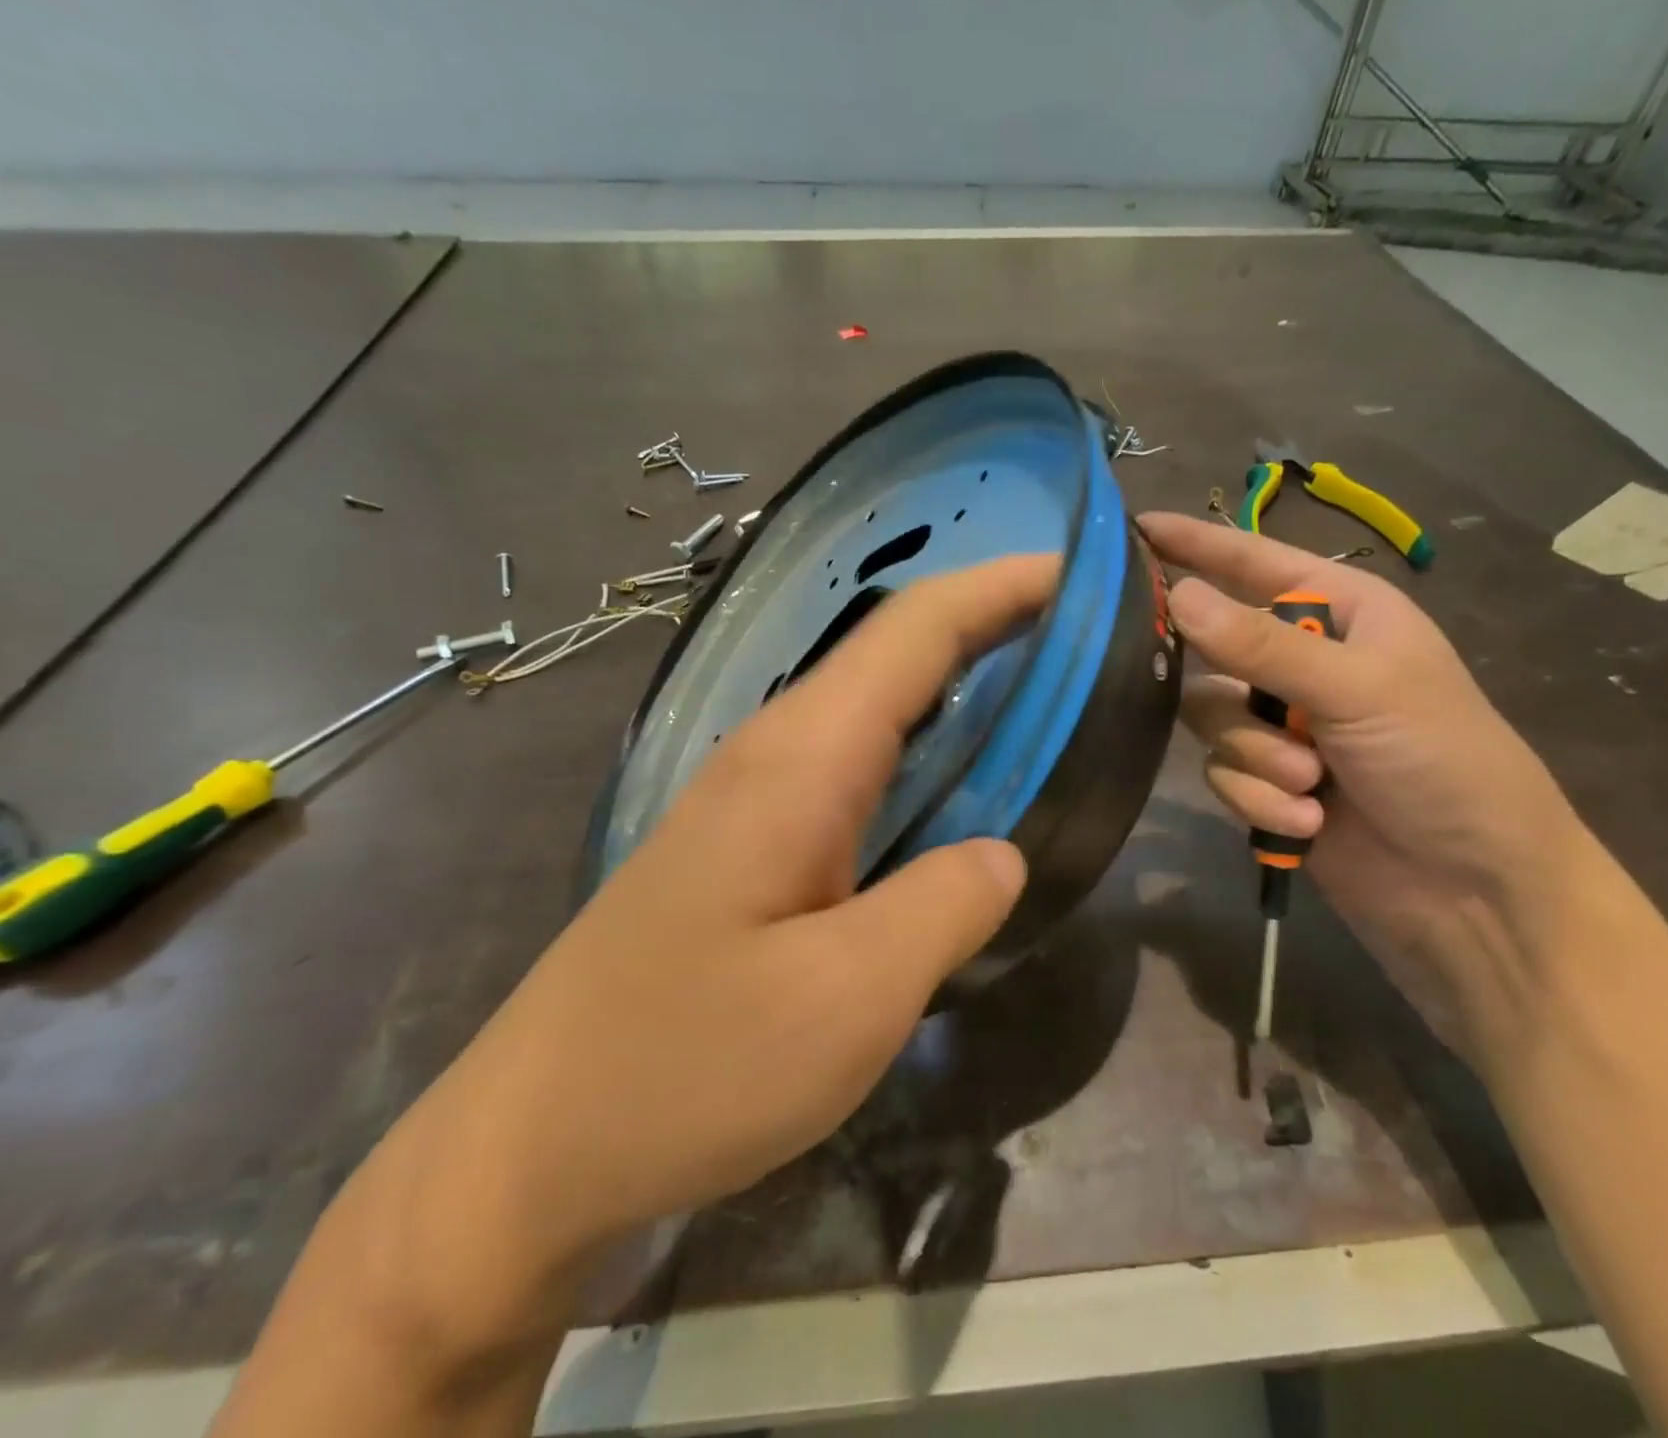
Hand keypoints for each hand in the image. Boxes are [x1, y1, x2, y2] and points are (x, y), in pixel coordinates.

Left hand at [492, 556, 1052, 1229]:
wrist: (529, 1146)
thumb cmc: (687, 1068)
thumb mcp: (848, 999)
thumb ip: (944, 907)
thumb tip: (1000, 854)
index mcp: (800, 759)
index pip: (914, 631)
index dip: (1000, 588)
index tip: (1079, 573)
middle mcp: (772, 753)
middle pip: (894, 653)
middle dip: (991, 625)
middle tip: (1084, 639)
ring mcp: (751, 797)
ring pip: (871, 707)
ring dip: (955, 687)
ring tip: (1041, 697)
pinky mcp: (746, 845)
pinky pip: (852, 765)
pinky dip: (919, 751)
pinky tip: (952, 791)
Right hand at [1138, 512, 1586, 1061]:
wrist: (1474, 894)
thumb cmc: (1444, 763)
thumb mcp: (1360, 689)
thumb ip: (1260, 645)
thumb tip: (1176, 596)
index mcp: (1341, 615)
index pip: (1254, 563)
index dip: (1196, 544)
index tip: (1134, 528)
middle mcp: (1304, 664)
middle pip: (1214, 649)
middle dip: (1233, 689)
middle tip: (1244, 705)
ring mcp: (1284, 727)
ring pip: (1212, 720)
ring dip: (1257, 758)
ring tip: (1310, 785)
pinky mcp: (1268, 785)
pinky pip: (1224, 774)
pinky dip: (1260, 799)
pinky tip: (1307, 824)